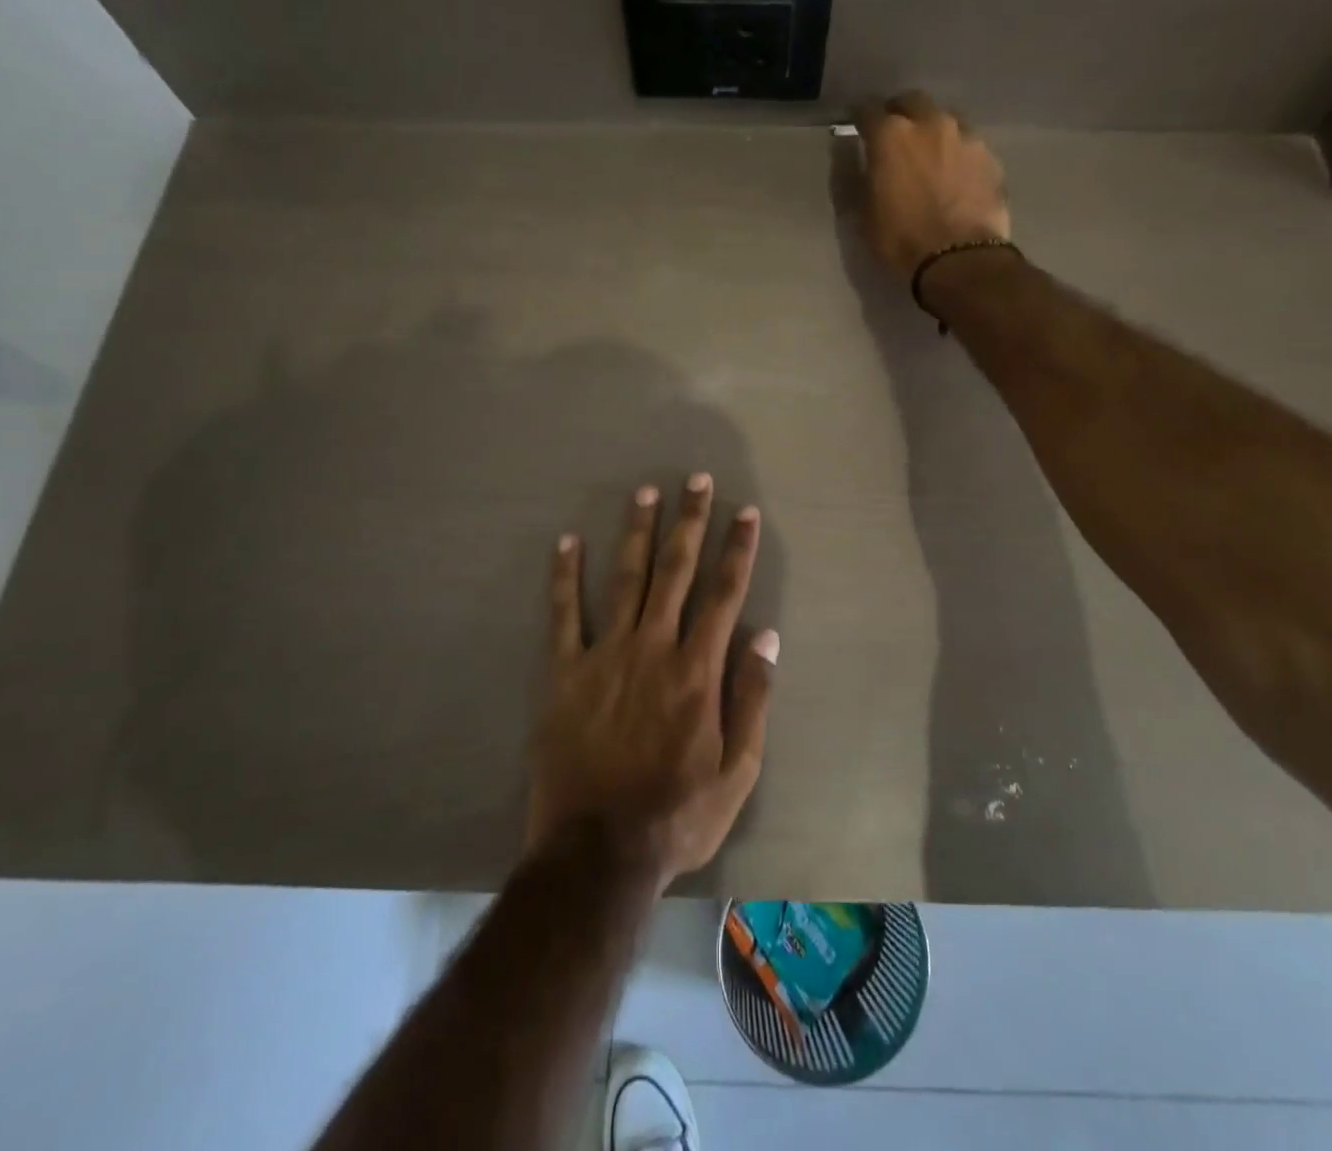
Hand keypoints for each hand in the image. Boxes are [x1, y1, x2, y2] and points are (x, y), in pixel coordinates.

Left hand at [527, 473, 776, 889]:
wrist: (597, 852)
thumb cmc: (677, 814)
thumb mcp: (738, 770)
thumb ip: (753, 698)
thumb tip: (768, 637)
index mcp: (698, 671)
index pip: (724, 594)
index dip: (737, 550)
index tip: (744, 512)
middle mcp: (654, 649)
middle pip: (676, 572)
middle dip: (689, 522)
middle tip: (695, 480)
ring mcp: (606, 656)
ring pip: (626, 579)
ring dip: (638, 533)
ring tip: (645, 493)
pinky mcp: (565, 673)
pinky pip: (564, 616)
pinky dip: (565, 576)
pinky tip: (567, 541)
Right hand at [855, 91, 1009, 279]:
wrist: (959, 259)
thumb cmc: (901, 240)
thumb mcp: (865, 215)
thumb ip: (862, 180)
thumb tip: (864, 164)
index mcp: (891, 136)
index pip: (868, 111)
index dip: (860, 119)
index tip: (858, 128)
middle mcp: (929, 123)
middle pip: (911, 102)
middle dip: (900, 113)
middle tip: (895, 135)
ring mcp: (965, 136)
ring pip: (944, 119)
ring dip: (932, 131)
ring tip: (929, 154)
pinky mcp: (989, 156)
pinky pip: (967, 144)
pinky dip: (957, 153)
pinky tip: (955, 174)